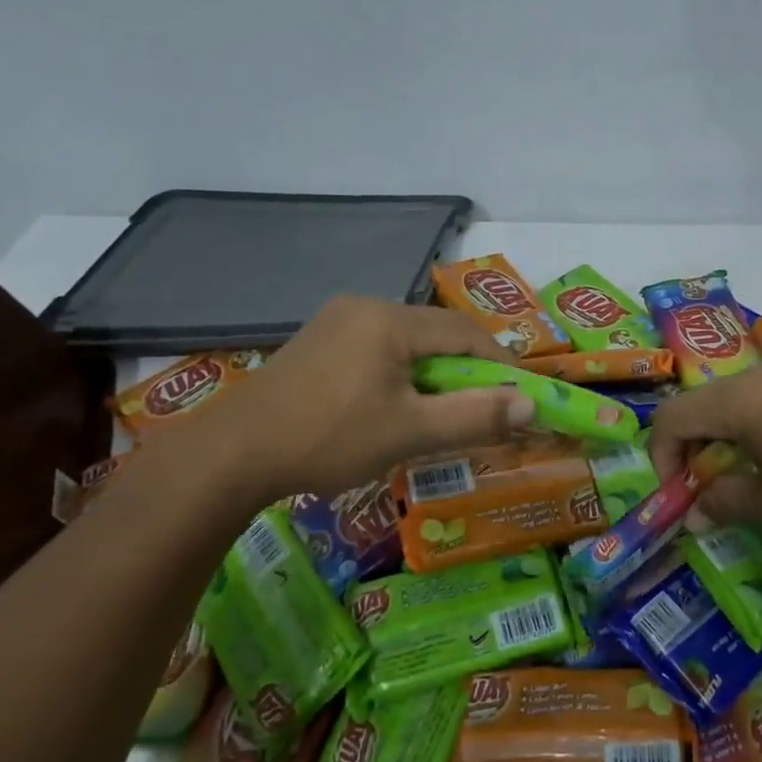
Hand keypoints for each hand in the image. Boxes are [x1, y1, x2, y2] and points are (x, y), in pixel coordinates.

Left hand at [185, 297, 533, 507]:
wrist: (230, 455)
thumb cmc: (327, 439)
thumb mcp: (409, 432)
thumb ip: (474, 416)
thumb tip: (531, 406)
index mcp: (388, 319)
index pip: (465, 332)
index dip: (499, 364)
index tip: (519, 398)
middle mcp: (364, 306)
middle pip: (436, 334)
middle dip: (466, 371)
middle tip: (483, 410)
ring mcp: (336, 321)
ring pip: (407, 343)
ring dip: (434, 375)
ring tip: (442, 414)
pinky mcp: (318, 342)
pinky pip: (378, 350)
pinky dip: (402, 375)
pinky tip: (396, 406)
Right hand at [647, 363, 761, 542]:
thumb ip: (725, 503)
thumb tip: (696, 510)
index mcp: (737, 402)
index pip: (669, 418)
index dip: (660, 459)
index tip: (681, 497)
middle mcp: (758, 376)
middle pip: (700, 406)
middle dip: (692, 450)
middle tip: (711, 492)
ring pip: (734, 402)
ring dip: (725, 441)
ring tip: (751, 480)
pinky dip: (756, 429)